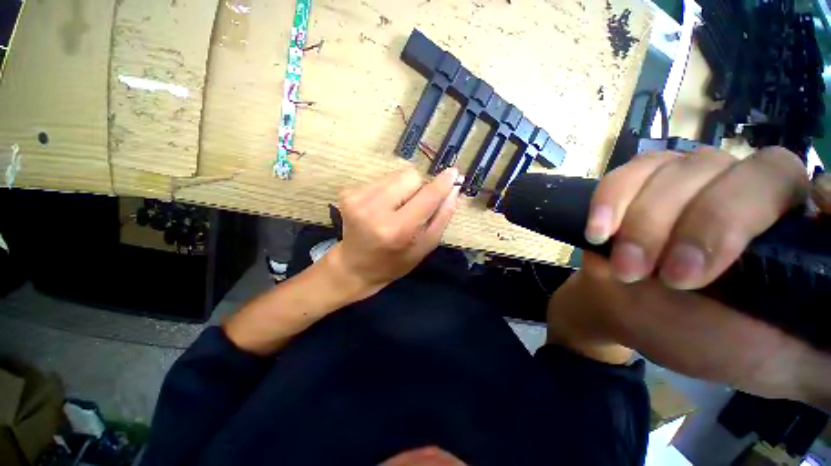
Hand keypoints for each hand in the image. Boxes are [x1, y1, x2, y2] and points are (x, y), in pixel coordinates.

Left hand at [328, 166, 460, 297]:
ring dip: (404, 188)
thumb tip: (454, 189)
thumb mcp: (425, 247)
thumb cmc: (395, 262)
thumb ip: (442, 217)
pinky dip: (389, 190)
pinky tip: (383, 207)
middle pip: (411, 175)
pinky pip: (382, 179)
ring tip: (397, 208)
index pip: (427, 196)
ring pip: (397, 174)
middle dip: (419, 188)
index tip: (454, 173)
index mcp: (397, 229)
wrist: (355, 266)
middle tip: (415, 207)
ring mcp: (358, 198)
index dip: (442, 183)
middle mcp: (375, 209)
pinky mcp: (348, 192)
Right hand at [547, 147, 830, 408]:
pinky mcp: (642, 183)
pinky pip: (629, 173)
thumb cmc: (705, 340)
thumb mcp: (777, 364)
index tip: (812, 215)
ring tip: (627, 267)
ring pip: (685, 168)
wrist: (627, 312)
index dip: (828, 197)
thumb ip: (826, 360)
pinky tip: (599, 231)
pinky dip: (611, 198)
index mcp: (796, 236)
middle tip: (674, 279)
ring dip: (648, 220)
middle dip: (711, 224)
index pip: (824, 194)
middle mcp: (754, 193)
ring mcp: (693, 181)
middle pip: (755, 173)